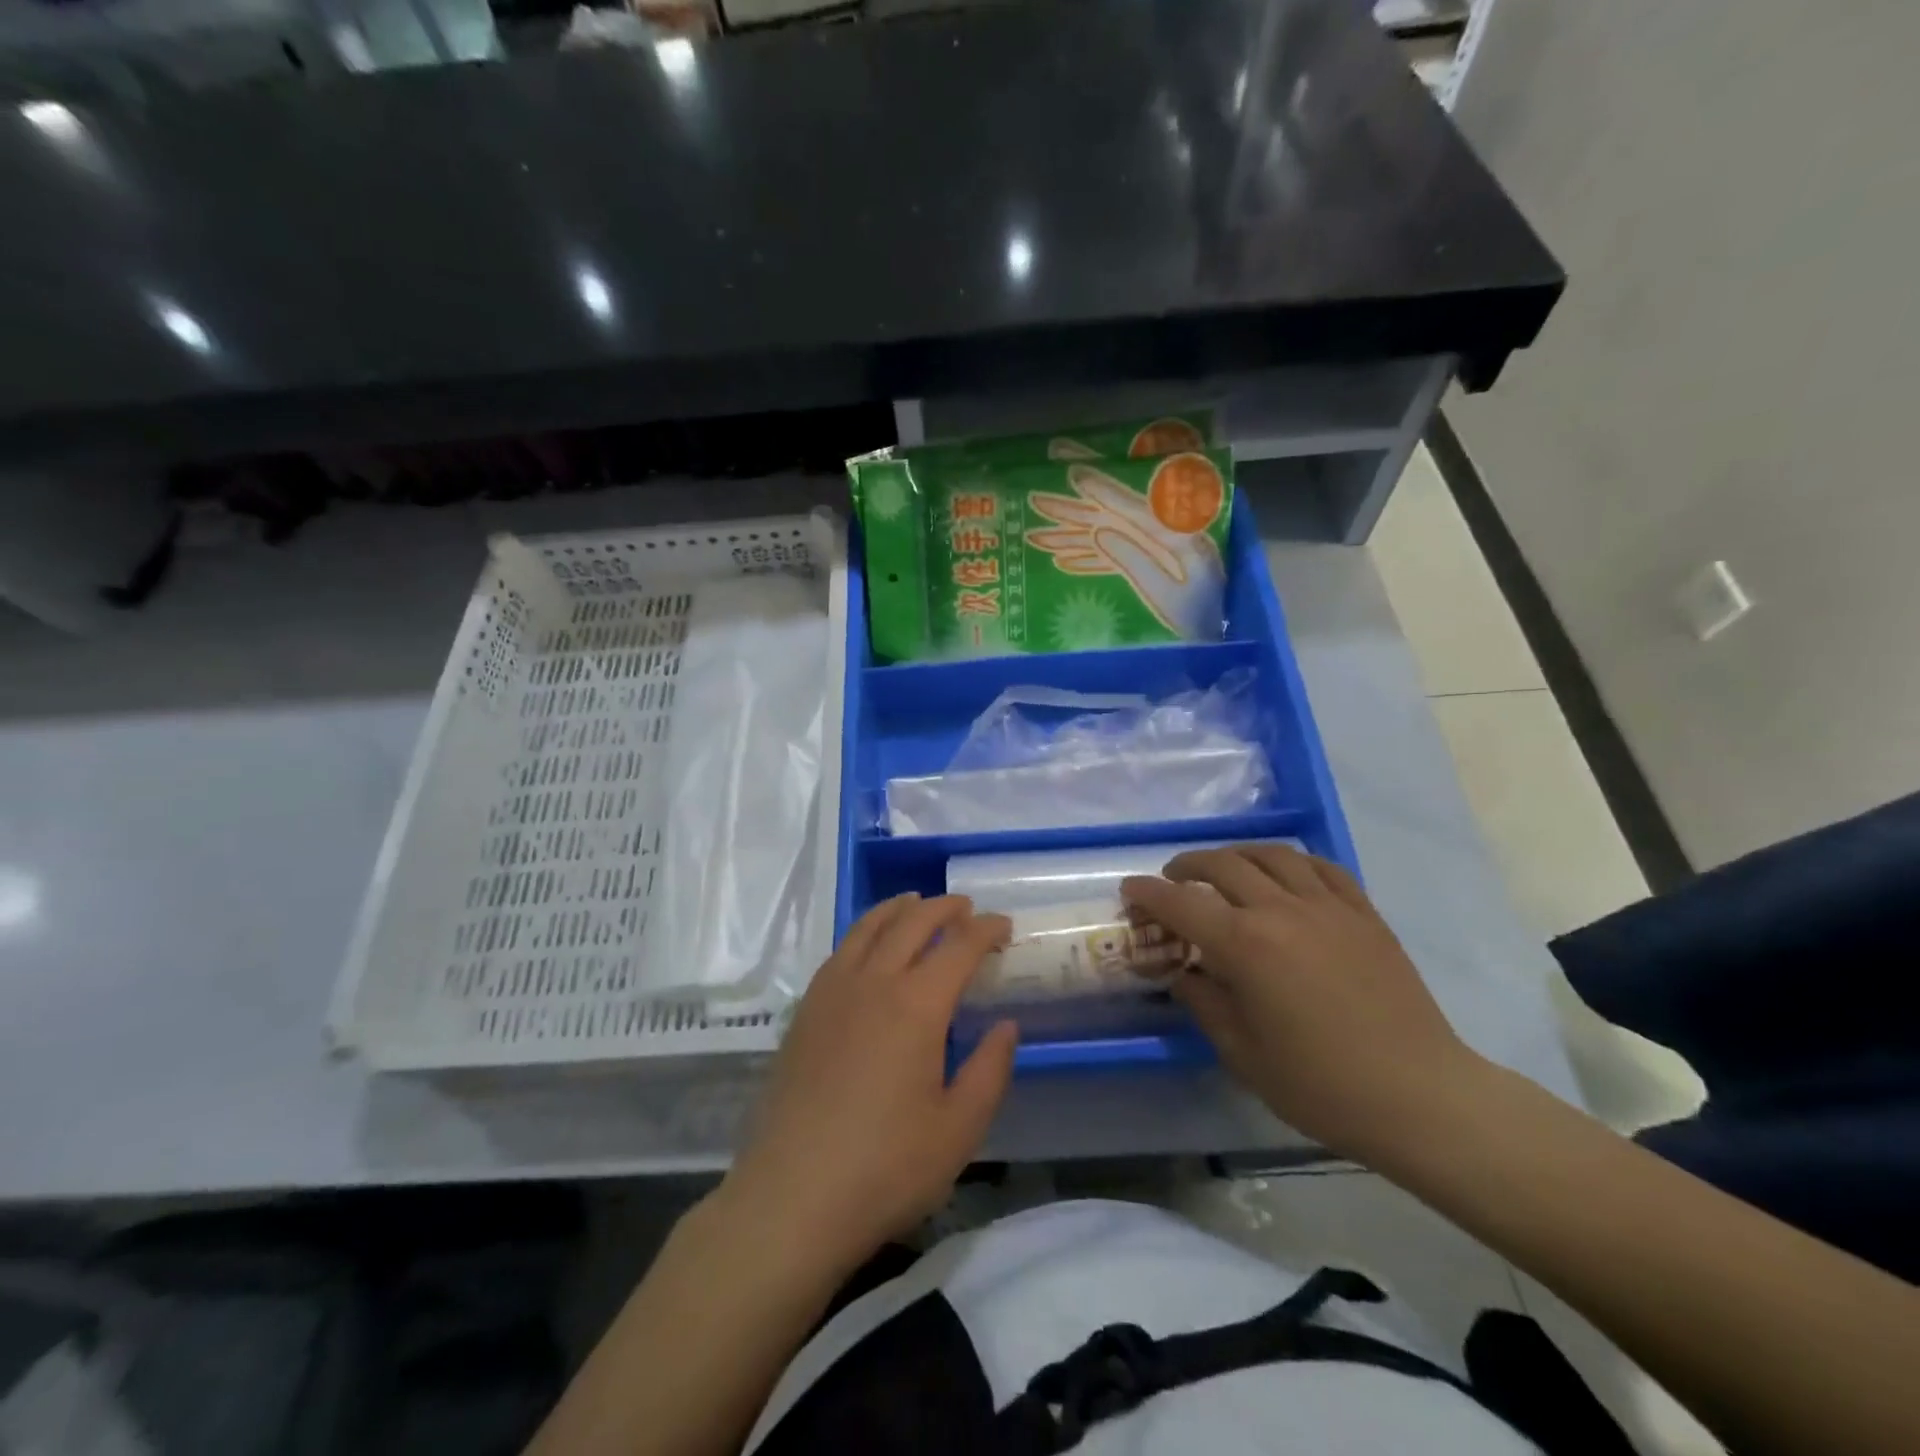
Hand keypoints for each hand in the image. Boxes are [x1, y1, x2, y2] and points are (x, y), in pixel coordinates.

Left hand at [722, 894, 1017, 1276]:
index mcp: (916, 1006)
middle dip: (944, 908)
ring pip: (869, 927)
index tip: (1003, 925)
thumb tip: (1006, 1025)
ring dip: (899, 909)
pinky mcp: (806, 1011)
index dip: (985, 929)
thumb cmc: (885, 1169)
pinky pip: (841, 950)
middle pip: (912, 922)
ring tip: (916, 904)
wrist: (791, 1198)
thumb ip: (990, 1070)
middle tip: (967, 908)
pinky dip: (864, 931)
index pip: (958, 946)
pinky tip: (869, 946)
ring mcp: (832, 992)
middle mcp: (873, 982)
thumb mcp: (959, 1130)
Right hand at [1121, 844, 1485, 1160]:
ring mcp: (1328, 906)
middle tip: (1173, 880)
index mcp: (1245, 944)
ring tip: (1224, 870)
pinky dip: (1291, 862)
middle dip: (1188, 866)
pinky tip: (1284, 875)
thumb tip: (1184, 972)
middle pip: (1223, 865)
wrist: (1419, 1096)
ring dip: (1237, 855)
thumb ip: (1203, 1001)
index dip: (1148, 893)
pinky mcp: (1364, 913)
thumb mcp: (1241, 1052)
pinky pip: (1321, 867)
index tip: (1130, 890)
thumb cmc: (1320, 1085)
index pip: (1181, 903)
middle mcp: (1281, 910)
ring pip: (1271, 855)